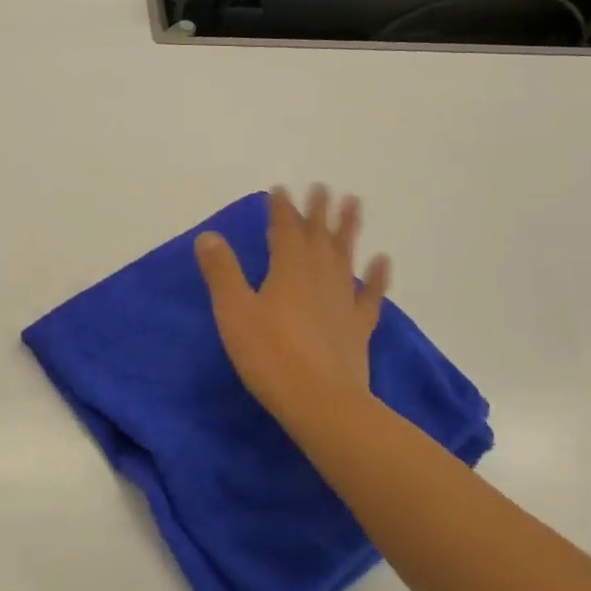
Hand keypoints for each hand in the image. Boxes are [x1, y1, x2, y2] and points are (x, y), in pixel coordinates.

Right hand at [195, 185, 389, 419]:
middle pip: (319, 236)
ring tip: (354, 204)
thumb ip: (222, 272)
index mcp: (288, 269)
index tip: (281, 190)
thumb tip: (208, 236)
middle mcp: (319, 276)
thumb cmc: (271, 355)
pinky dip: (376, 276)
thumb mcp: (235, 312)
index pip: (285, 229)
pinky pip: (370, 294)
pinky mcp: (358, 326)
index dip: (282, 209)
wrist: (323, 403)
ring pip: (346, 256)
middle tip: (323, 187)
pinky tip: (382, 261)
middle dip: (318, 210)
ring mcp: (343, 301)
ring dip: (348, 229)